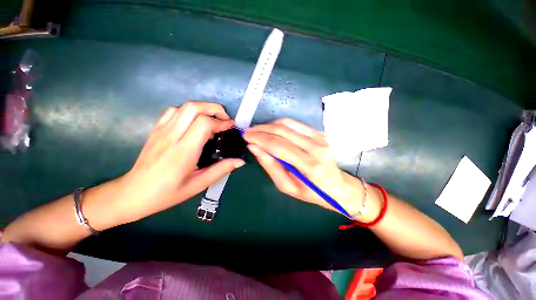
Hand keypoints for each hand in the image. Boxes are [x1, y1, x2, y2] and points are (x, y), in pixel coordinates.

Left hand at [114, 101, 244, 222]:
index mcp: (184, 151)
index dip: (221, 122)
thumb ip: (221, 170)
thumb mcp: (199, 184)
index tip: (230, 126)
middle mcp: (172, 136)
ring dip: (203, 108)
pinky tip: (194, 122)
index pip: (204, 124)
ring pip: (184, 106)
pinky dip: (188, 111)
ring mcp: (161, 130)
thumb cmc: (168, 192)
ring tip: (213, 119)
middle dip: (214, 108)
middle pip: (194, 107)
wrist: (133, 193)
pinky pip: (173, 111)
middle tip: (225, 119)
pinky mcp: (156, 129)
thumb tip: (240, 161)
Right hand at [243, 118, 366, 217]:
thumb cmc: (312, 192)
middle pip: (282, 131)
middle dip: (261, 130)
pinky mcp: (319, 133)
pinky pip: (295, 123)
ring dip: (268, 125)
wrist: (338, 186)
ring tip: (257, 131)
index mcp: (309, 165)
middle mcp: (316, 147)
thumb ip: (271, 167)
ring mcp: (319, 137)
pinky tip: (271, 129)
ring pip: (287, 123)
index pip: (278, 146)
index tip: (245, 137)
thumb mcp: (287, 187)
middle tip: (247, 132)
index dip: (259, 139)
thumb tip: (255, 148)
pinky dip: (279, 124)